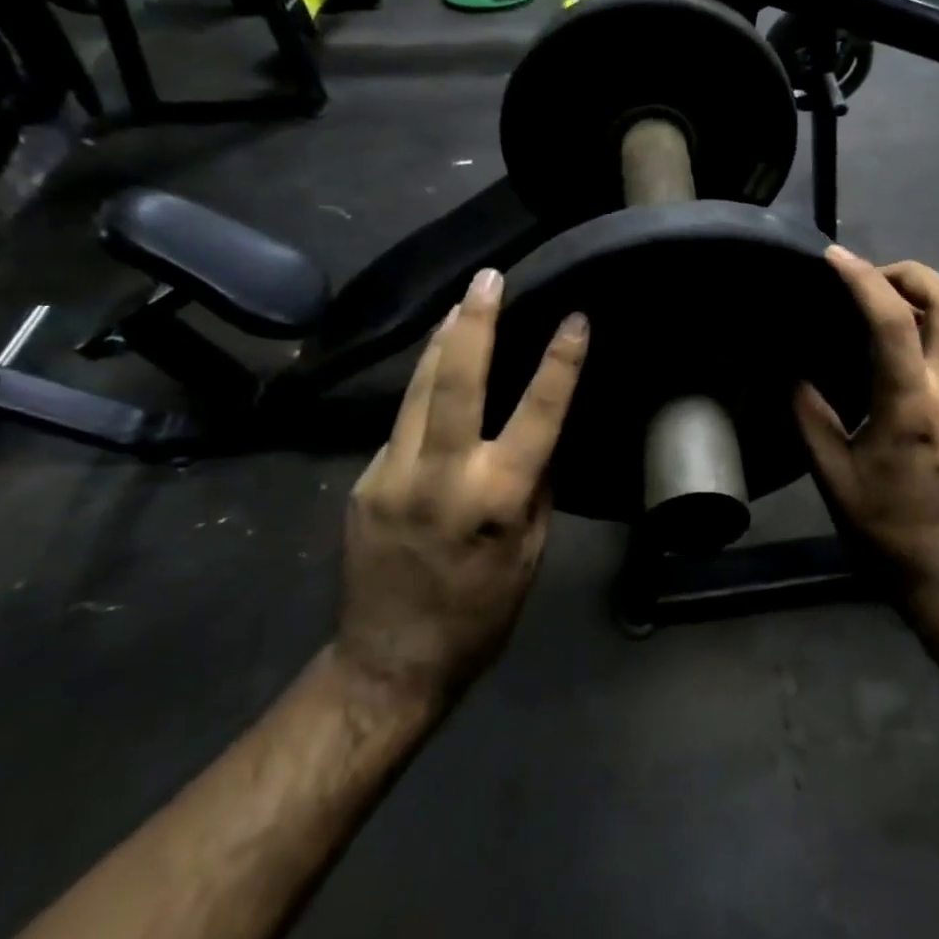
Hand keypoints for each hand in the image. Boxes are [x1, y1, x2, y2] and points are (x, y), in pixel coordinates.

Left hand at [339, 267, 588, 703]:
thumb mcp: (531, 552)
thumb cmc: (481, 612)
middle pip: (456, 380)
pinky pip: (402, 424)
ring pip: (418, 390)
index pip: (538, 414)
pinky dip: (424, 392)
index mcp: (497, 498)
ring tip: (459, 303)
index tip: (575, 319)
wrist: (389, 661)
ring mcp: (391, 475)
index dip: (560, 363)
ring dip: (441, 342)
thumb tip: (541, 433)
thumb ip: (535, 485)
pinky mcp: (363, 482)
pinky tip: (436, 374)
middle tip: (488, 277)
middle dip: (474, 322)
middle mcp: (441, 475)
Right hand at [795, 248, 938, 599]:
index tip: (837, 258)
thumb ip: (811, 417)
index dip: (862, 279)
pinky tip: (926, 364)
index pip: (892, 320)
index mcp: (911, 405)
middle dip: (916, 274)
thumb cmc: (886, 529)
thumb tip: (798, 375)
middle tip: (878, 277)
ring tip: (903, 311)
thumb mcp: (833, 477)